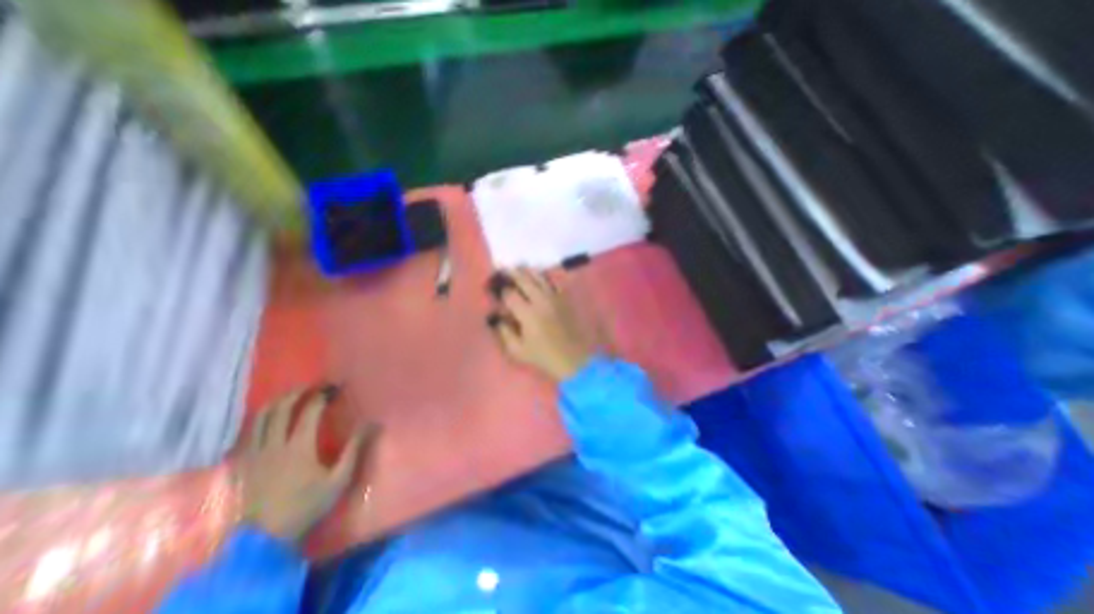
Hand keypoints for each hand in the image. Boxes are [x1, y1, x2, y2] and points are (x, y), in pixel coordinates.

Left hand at [238, 389, 378, 542]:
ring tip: (290, 396)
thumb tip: (373, 423)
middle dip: (296, 393)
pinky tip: (268, 420)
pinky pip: (248, 434)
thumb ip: (355, 449)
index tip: (334, 388)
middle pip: (279, 409)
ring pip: (259, 419)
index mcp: (298, 447)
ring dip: (276, 403)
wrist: (265, 539)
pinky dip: (259, 421)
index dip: (322, 396)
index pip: (309, 411)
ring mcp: (254, 454)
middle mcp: (273, 445)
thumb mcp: (339, 479)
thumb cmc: (307, 505)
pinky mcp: (243, 464)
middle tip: (311, 386)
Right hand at [494, 269, 601, 384]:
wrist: (575, 359)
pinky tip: (539, 275)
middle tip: (503, 268)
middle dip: (512, 273)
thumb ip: (504, 332)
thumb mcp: (518, 351)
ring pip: (540, 277)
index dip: (500, 290)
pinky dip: (545, 277)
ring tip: (519, 267)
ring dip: (527, 271)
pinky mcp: (565, 299)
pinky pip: (554, 282)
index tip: (494, 288)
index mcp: (528, 314)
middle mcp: (541, 301)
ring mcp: (555, 298)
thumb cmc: (544, 357)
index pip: (510, 294)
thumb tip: (497, 317)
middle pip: (524, 280)